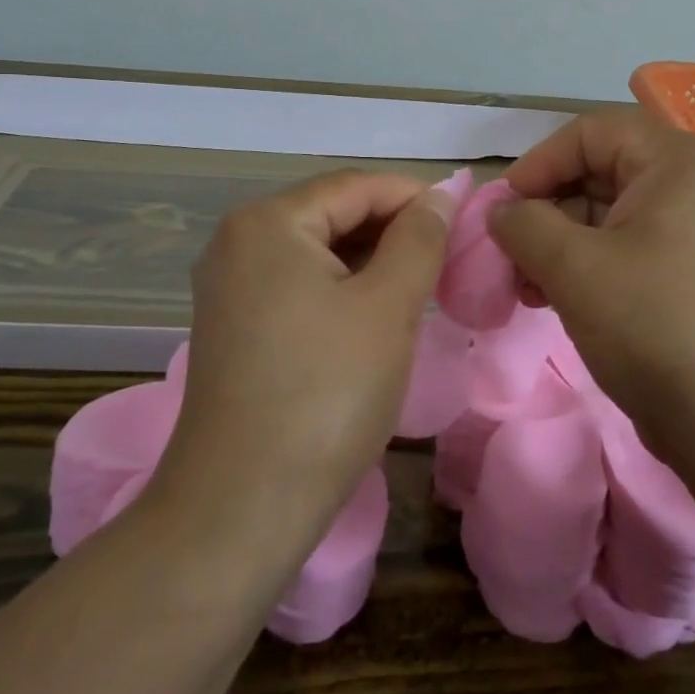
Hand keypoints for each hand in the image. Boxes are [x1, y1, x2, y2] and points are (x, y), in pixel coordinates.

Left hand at [156, 170, 454, 545]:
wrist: (241, 508)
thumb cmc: (326, 394)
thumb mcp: (388, 307)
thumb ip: (419, 239)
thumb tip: (440, 196)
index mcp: (268, 222)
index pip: (356, 185)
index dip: (415, 196)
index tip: (465, 220)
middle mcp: (238, 240)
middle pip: (332, 213)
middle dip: (394, 228)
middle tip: (449, 256)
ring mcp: (230, 284)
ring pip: (317, 250)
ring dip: (371, 259)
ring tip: (422, 283)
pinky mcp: (233, 323)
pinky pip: (298, 282)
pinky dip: (341, 287)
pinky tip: (375, 311)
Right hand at [488, 109, 694, 459]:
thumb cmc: (651, 325)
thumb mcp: (572, 266)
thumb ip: (522, 224)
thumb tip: (500, 213)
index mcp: (675, 160)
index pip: (588, 133)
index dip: (538, 164)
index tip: (503, 209)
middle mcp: (689, 181)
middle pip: (595, 170)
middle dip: (543, 210)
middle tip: (507, 252)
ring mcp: (690, 225)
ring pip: (603, 211)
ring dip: (555, 241)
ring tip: (523, 284)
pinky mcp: (685, 266)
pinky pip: (621, 243)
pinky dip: (580, 262)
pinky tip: (547, 296)